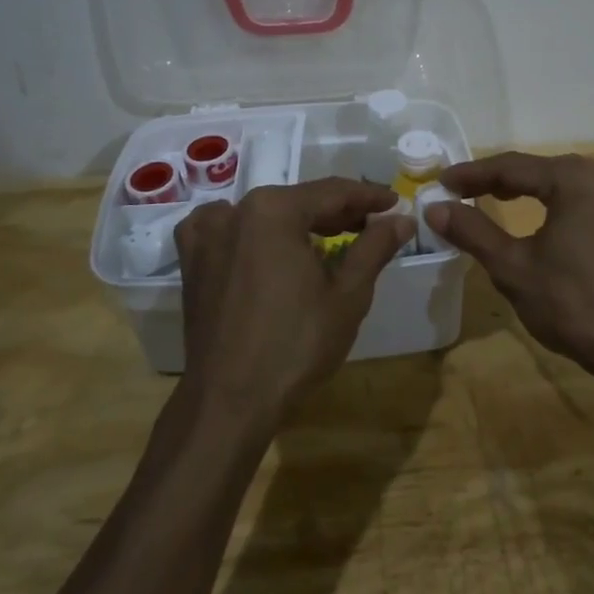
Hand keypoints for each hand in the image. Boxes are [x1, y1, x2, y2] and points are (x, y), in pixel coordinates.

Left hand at [173, 178, 414, 429]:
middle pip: (297, 201)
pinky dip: (254, 232)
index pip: (332, 192)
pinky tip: (269, 246)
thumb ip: (375, 247)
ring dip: (298, 222)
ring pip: (264, 215)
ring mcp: (205, 235)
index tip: (394, 202)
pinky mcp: (191, 261)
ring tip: (329, 238)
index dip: (368, 197)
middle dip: (336, 212)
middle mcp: (234, 211)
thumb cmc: (296, 345)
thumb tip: (401, 219)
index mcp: (273, 210)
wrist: (229, 401)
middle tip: (370, 224)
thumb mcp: (348, 294)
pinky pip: (228, 231)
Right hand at [423, 152, 593, 381]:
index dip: (472, 174)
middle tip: (459, 191)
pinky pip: (579, 199)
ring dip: (523, 190)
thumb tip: (434, 208)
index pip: (512, 167)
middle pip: (537, 169)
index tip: (440, 182)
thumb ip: (473, 231)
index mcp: (575, 179)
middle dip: (496, 179)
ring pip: (559, 183)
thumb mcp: (513, 267)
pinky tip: (533, 216)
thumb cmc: (573, 305)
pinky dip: (549, 203)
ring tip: (487, 198)